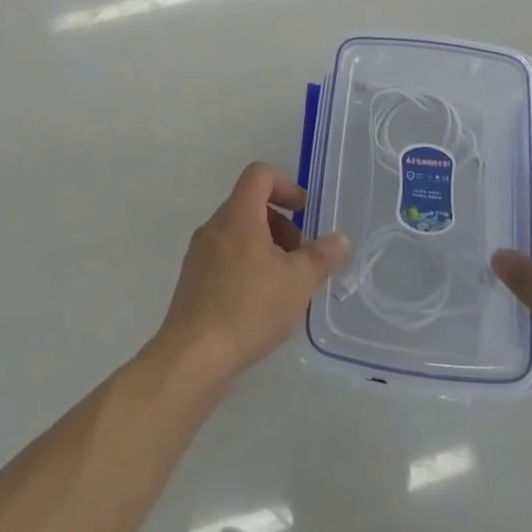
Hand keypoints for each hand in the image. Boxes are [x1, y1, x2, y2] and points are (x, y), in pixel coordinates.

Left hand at [154, 163, 351, 388]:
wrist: (192, 357)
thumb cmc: (249, 308)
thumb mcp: (298, 282)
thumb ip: (322, 256)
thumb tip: (339, 239)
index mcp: (238, 215)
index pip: (259, 175)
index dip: (286, 185)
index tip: (304, 212)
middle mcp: (214, 226)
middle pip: (250, 204)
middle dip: (281, 223)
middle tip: (300, 256)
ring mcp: (199, 254)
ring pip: (238, 233)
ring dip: (266, 246)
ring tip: (285, 284)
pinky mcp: (193, 281)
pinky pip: (225, 257)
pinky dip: (248, 265)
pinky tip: (261, 303)